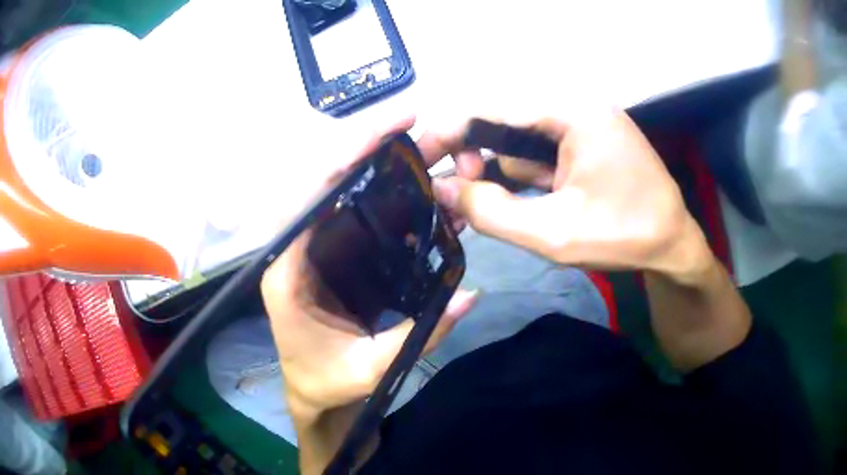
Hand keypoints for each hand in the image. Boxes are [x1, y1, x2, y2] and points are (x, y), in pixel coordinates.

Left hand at [261, 116, 477, 419]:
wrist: (312, 390)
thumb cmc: (327, 382)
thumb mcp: (370, 370)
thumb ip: (420, 335)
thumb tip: (470, 293)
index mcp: (285, 273)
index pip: (305, 201)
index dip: (341, 161)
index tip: (382, 134)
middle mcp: (292, 249)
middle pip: (320, 181)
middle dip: (361, 146)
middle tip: (408, 122)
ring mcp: (310, 247)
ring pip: (335, 189)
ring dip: (372, 162)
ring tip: (416, 146)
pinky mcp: (328, 251)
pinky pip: (350, 209)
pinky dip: (379, 191)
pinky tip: (411, 184)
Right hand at [419, 108, 713, 281]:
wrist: (675, 246)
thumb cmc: (625, 237)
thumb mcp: (554, 234)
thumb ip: (491, 212)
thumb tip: (441, 190)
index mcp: (572, 112)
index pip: (491, 109)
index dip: (448, 132)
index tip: (419, 160)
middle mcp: (575, 106)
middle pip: (503, 121)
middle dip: (476, 157)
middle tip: (461, 196)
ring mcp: (582, 123)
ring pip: (520, 140)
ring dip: (502, 172)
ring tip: (497, 206)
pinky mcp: (586, 141)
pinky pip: (540, 151)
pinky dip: (523, 175)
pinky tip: (525, 200)